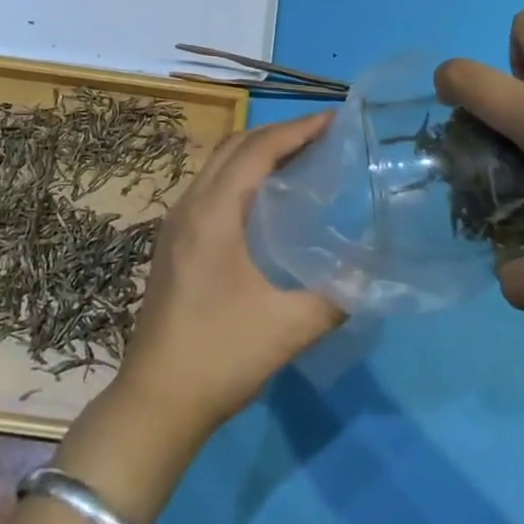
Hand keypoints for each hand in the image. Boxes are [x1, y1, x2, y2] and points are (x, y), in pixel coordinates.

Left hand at [117, 114, 343, 441]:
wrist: (155, 403)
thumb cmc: (219, 356)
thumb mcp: (287, 328)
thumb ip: (335, 297)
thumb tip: (368, 274)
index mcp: (213, 213)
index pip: (257, 150)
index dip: (297, 129)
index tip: (334, 119)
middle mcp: (190, 205)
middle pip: (235, 146)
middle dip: (279, 133)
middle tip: (322, 136)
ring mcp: (176, 222)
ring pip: (218, 164)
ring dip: (257, 151)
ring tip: (300, 159)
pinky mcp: (173, 241)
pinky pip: (211, 186)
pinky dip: (241, 174)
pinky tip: (266, 200)